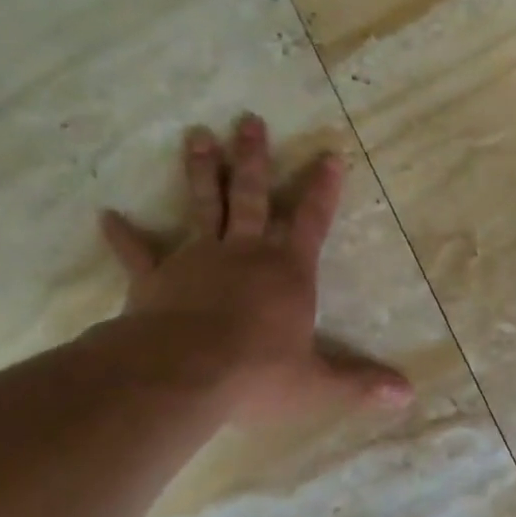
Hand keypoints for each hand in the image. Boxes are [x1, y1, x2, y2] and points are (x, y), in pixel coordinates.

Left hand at [97, 115, 413, 423]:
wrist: (182, 374)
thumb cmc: (257, 374)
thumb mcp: (317, 385)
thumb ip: (360, 384)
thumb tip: (408, 396)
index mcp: (287, 273)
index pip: (311, 222)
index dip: (322, 190)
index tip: (329, 155)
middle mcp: (244, 254)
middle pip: (250, 196)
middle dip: (253, 159)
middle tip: (249, 120)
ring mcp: (196, 260)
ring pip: (201, 206)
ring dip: (200, 171)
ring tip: (197, 135)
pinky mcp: (156, 279)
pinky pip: (139, 253)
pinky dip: (124, 236)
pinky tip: (107, 216)